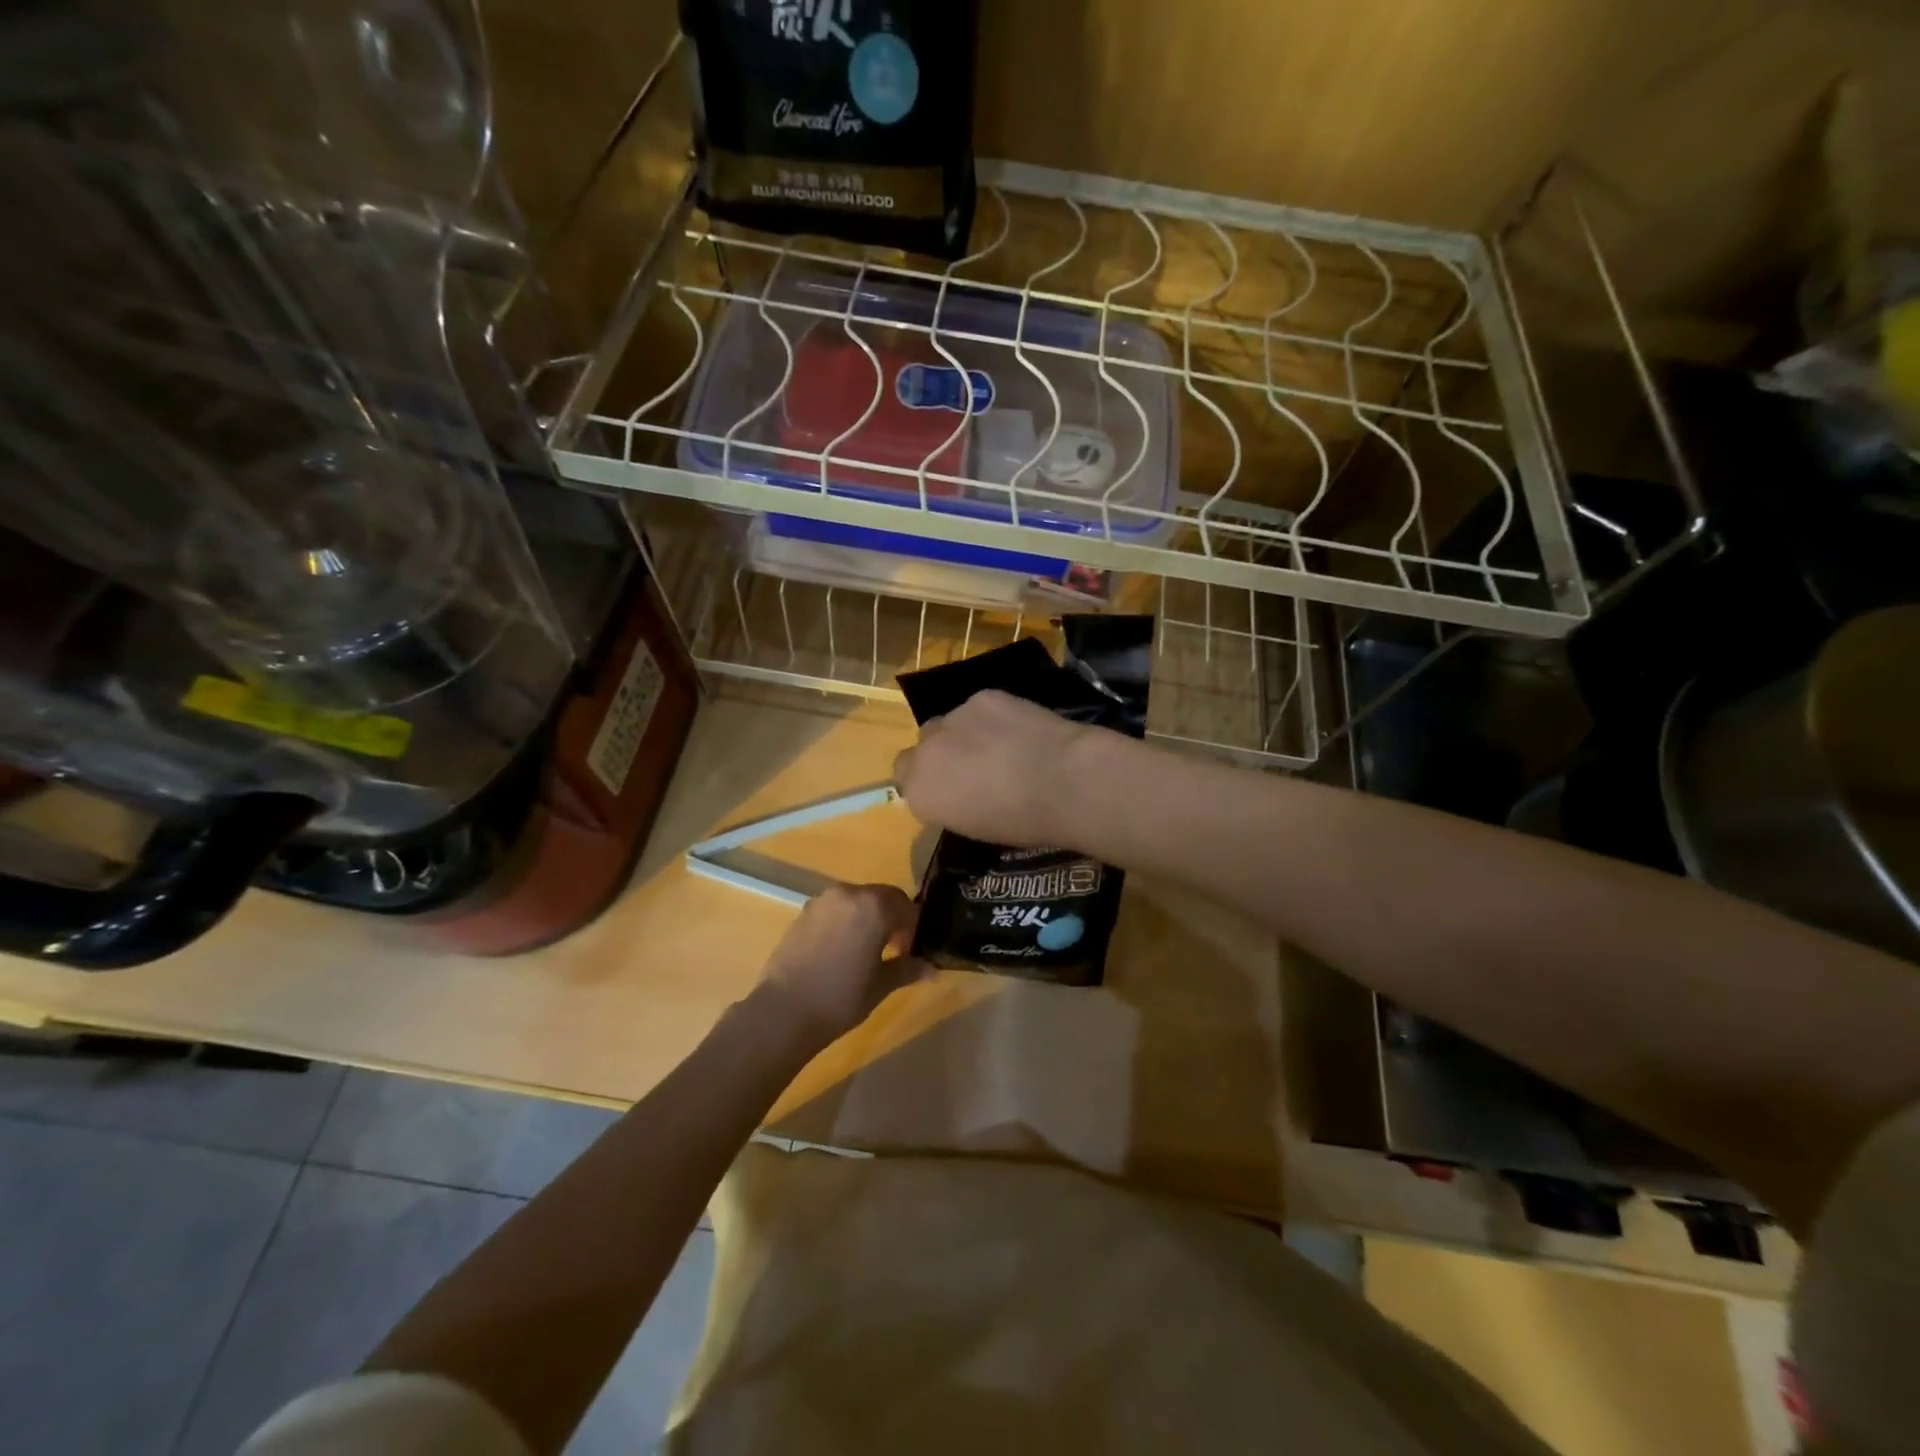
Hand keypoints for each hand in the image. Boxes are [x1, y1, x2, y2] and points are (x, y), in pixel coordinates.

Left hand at [753, 883, 929, 1050]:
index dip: (913, 929)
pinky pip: (835, 910)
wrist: (784, 1011)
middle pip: (882, 898)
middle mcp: (849, 894)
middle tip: (892, 950)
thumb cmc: (841, 997)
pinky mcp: (803, 913)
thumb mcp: (881, 985)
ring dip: (867, 918)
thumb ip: (908, 969)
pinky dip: (845, 922)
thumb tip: (932, 969)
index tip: (910, 952)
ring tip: (864, 951)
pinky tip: (840, 952)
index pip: (906, 907)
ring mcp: (822, 901)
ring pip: (857, 901)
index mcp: (874, 906)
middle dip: (892, 919)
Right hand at [892, 689, 1102, 847]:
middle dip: (940, 755)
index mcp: (920, 793)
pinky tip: (1019, 729)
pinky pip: (978, 708)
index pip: (905, 781)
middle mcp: (926, 753)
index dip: (928, 782)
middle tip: (973, 768)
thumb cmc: (1024, 822)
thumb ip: (953, 804)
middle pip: (920, 747)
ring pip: (949, 723)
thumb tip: (959, 793)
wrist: (1063, 781)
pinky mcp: (983, 697)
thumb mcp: (976, 828)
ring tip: (1002, 746)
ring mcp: (953, 719)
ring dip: (965, 734)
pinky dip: (992, 717)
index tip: (951, 791)